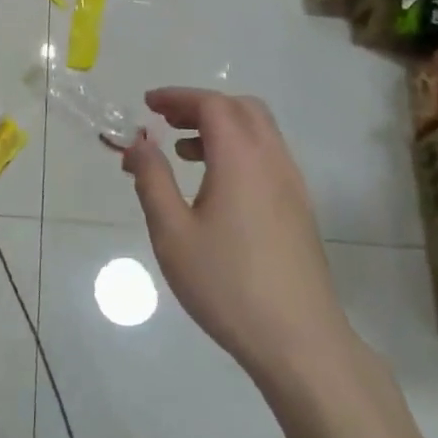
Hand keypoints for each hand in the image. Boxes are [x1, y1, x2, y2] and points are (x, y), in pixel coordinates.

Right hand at [122, 89, 349, 378]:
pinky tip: (214, 187)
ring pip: (260, 132)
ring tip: (183, 153)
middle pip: (242, 109)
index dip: (178, 97)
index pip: (212, 105)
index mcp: (241, 159)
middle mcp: (273, 161)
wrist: (299, 340)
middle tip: (165, 121)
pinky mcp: (299, 209)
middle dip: (201, 106)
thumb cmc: (226, 284)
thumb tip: (138, 143)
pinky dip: (238, 151)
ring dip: (221, 128)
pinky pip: (268, 157)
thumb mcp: (172, 233)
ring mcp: (292, 186)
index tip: (147, 105)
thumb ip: (152, 180)